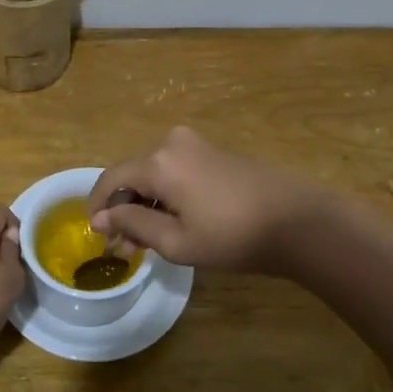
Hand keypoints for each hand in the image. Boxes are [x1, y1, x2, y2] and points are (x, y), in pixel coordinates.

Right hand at [87, 127, 324, 273]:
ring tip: (146, 243)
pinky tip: (171, 223)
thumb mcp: (177, 241)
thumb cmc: (233, 236)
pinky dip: (165, 195)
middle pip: (132, 174)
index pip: (111, 178)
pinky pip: (174, 171)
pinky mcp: (213, 152)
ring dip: (144, 204)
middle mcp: (171, 143)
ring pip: (154, 174)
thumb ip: (133, 225)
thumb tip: (102, 218)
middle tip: (123, 248)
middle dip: (123, 209)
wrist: (298, 221)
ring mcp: (195, 145)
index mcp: (158, 162)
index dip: (97, 206)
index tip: (95, 234)